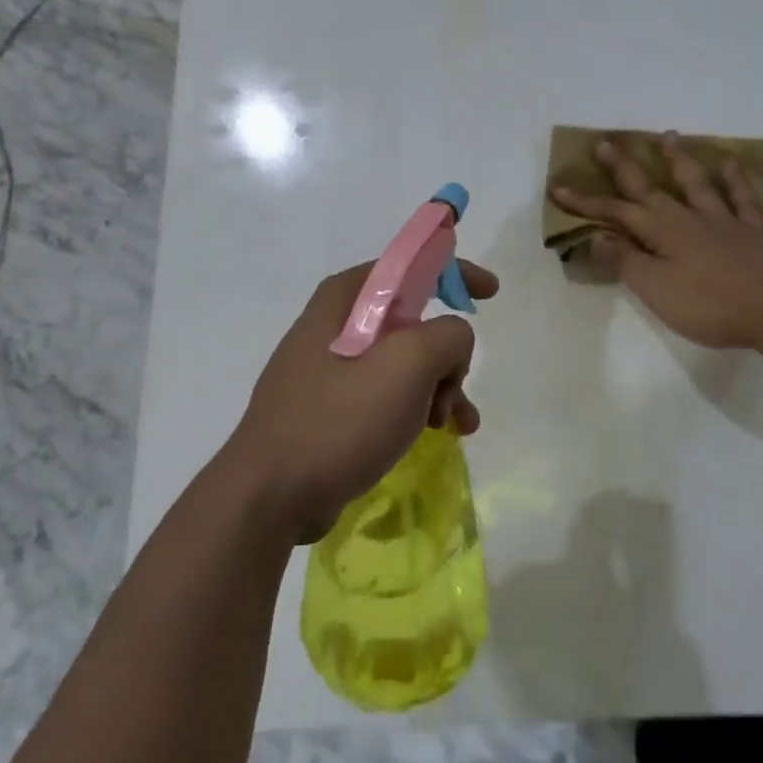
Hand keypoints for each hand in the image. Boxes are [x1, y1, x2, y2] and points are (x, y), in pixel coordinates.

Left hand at [223, 260, 499, 543]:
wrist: (271, 496)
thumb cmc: (339, 419)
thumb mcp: (407, 364)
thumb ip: (448, 336)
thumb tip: (452, 343)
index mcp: (344, 300)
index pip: (408, 266)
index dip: (453, 272)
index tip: (490, 293)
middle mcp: (334, 326)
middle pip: (411, 321)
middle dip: (447, 353)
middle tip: (456, 386)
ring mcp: (329, 369)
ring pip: (403, 363)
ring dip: (439, 387)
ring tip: (454, 424)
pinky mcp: (330, 408)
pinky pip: (386, 395)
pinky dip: (416, 408)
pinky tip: (436, 435)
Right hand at [552, 133, 762, 350]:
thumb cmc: (708, 304)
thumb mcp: (654, 288)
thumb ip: (625, 261)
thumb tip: (596, 237)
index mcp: (661, 231)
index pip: (614, 213)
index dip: (585, 203)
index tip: (558, 188)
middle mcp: (688, 217)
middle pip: (649, 187)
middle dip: (623, 166)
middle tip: (605, 142)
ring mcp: (723, 220)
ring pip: (696, 182)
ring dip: (678, 159)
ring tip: (666, 136)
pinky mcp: (753, 231)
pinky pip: (742, 197)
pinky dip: (735, 178)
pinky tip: (730, 162)